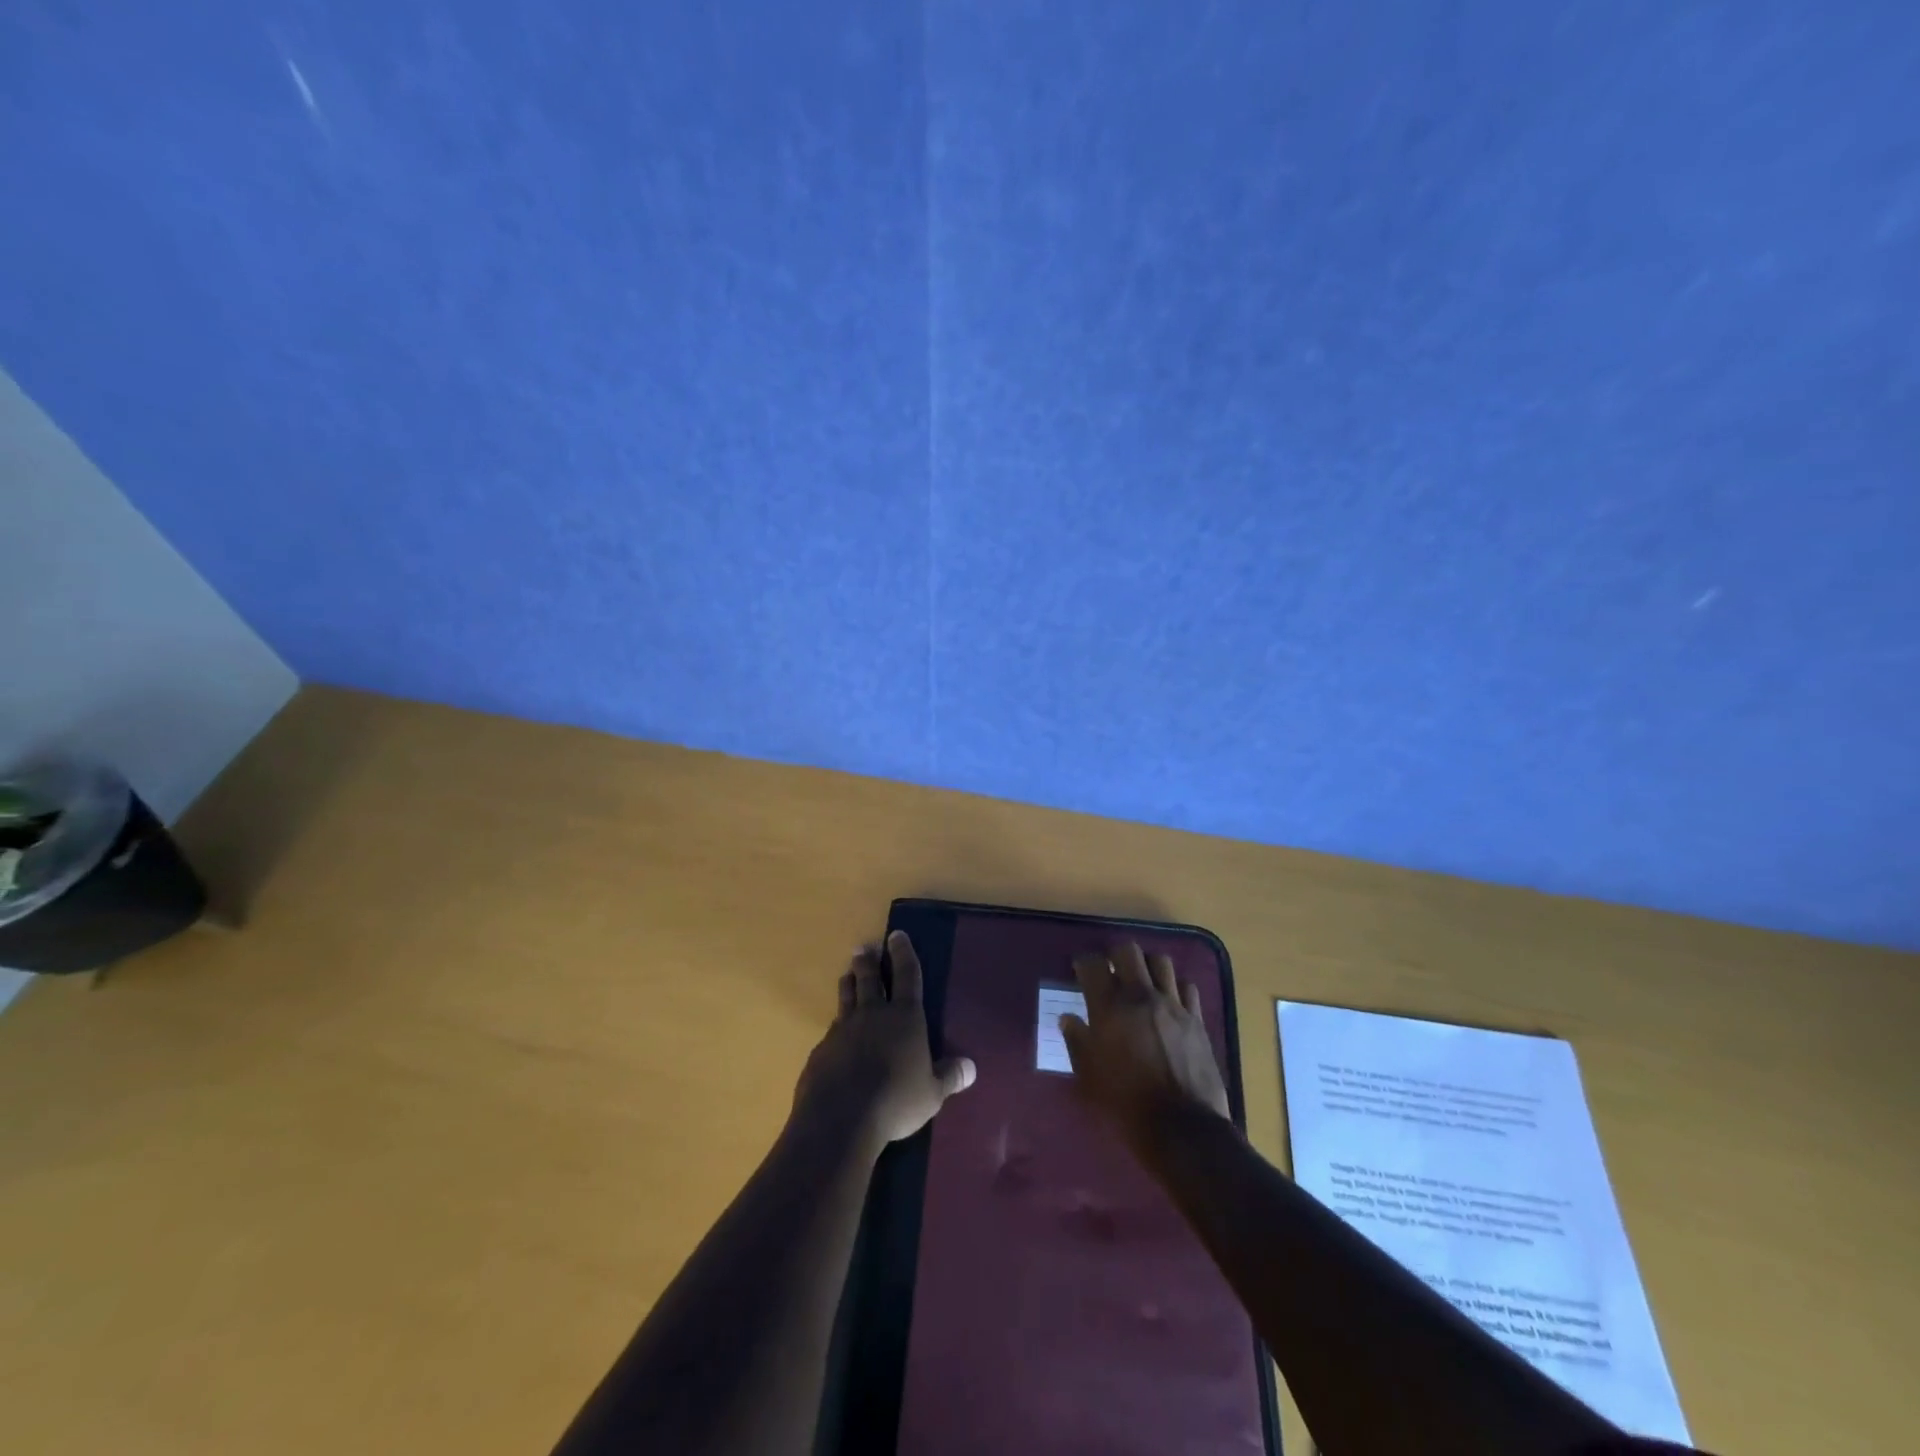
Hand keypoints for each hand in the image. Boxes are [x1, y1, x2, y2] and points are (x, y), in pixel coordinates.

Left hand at [793, 930, 975, 1152]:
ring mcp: (843, 1030)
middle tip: (864, 948)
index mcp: (905, 1016)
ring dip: (849, 983)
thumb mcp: (932, 1093)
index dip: (903, 953)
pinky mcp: (822, 1050)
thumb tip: (971, 1068)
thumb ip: (949, 1077)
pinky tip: (835, 1033)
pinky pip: (831, 1030)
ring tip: (848, 973)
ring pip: (846, 997)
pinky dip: (836, 1025)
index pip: (907, 974)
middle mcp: (873, 1014)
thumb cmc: (896, 1100)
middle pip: (870, 979)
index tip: (896, 934)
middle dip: (869, 962)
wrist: (840, 1117)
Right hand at [1059, 942, 1229, 1146]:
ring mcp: (1173, 1006)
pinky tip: (1169, 1001)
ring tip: (1142, 981)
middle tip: (1111, 970)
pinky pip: (1187, 986)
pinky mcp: (1196, 1020)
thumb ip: (1077, 1041)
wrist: (1182, 1129)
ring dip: (1147, 965)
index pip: (1093, 964)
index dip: (1084, 962)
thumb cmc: (1126, 1105)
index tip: (1080, 970)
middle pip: (1129, 951)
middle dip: (1116, 955)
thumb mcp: (1089, 1077)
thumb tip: (1068, 1018)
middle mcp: (1141, 997)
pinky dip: (1175, 987)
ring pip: (1161, 961)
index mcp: (1110, 1008)